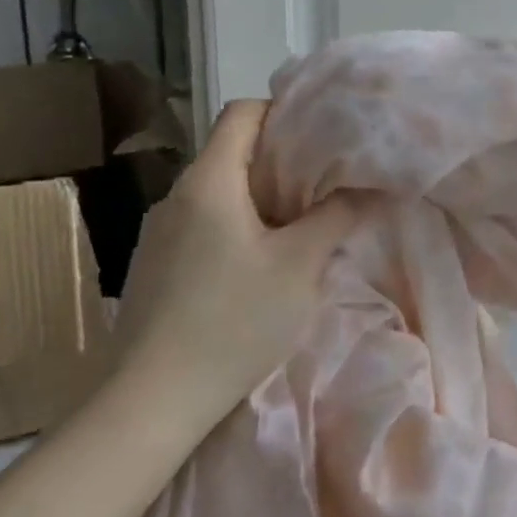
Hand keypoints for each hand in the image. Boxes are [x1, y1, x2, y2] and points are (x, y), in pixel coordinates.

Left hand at [112, 99, 357, 428]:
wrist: (149, 404)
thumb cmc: (232, 321)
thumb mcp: (300, 265)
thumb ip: (337, 215)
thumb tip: (368, 186)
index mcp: (209, 181)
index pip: (242, 113)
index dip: (285, 112)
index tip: (324, 134)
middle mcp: (177, 196)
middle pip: (233, 151)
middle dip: (284, 159)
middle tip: (330, 179)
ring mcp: (160, 233)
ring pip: (221, 190)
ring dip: (264, 195)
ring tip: (305, 220)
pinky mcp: (156, 267)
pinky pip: (206, 223)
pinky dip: (241, 224)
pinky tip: (264, 261)